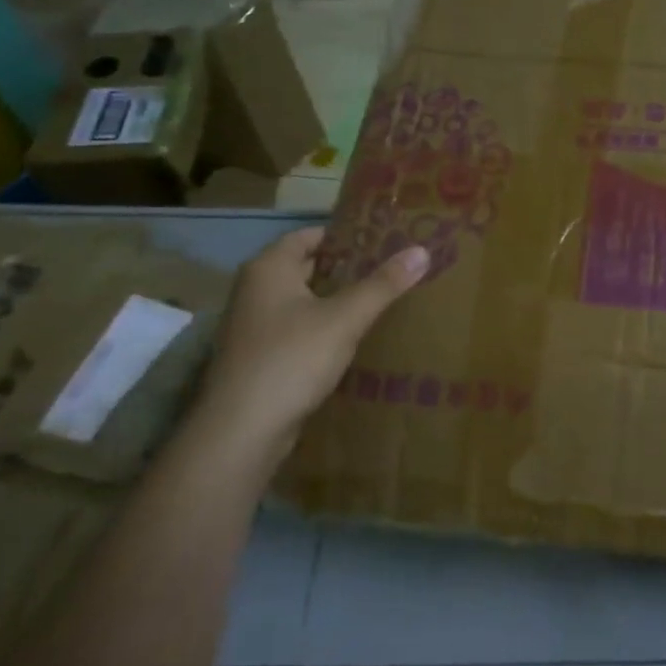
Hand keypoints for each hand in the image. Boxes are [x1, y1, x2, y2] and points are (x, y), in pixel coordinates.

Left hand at [188, 227, 427, 464]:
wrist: (242, 430)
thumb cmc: (292, 359)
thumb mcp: (345, 318)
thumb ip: (382, 285)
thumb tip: (422, 251)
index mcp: (268, 269)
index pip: (309, 236)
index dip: (345, 235)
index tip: (383, 239)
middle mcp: (255, 290)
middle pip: (306, 267)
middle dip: (345, 268)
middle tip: (389, 268)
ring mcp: (254, 326)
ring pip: (302, 301)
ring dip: (335, 300)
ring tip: (379, 299)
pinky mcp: (259, 357)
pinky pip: (297, 329)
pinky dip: (323, 327)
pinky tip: (352, 338)